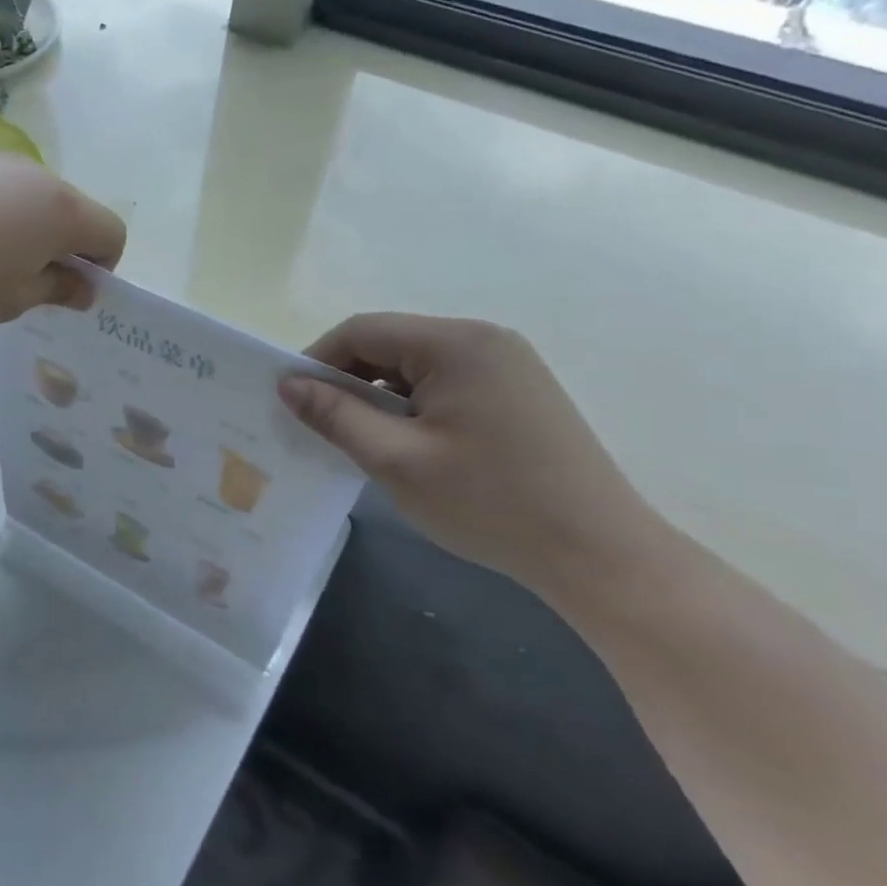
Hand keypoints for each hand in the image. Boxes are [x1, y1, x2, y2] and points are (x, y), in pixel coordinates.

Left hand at [0, 155, 125, 331]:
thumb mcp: (12, 300)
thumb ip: (56, 291)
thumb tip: (83, 287)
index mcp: (62, 211)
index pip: (111, 233)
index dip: (101, 267)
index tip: (65, 291)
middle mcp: (37, 175)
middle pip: (73, 211)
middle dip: (63, 247)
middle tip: (24, 283)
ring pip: (33, 199)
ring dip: (28, 229)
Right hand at [280, 314, 668, 589]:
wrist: (599, 554)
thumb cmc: (489, 503)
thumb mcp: (396, 460)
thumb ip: (336, 415)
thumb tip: (287, 384)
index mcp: (455, 343)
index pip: (362, 331)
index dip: (317, 361)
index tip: (291, 401)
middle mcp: (483, 339)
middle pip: (390, 344)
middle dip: (348, 380)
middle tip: (321, 426)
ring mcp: (507, 364)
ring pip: (415, 366)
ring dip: (380, 395)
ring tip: (362, 441)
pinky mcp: (518, 391)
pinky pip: (445, 383)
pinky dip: (413, 405)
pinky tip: (409, 444)